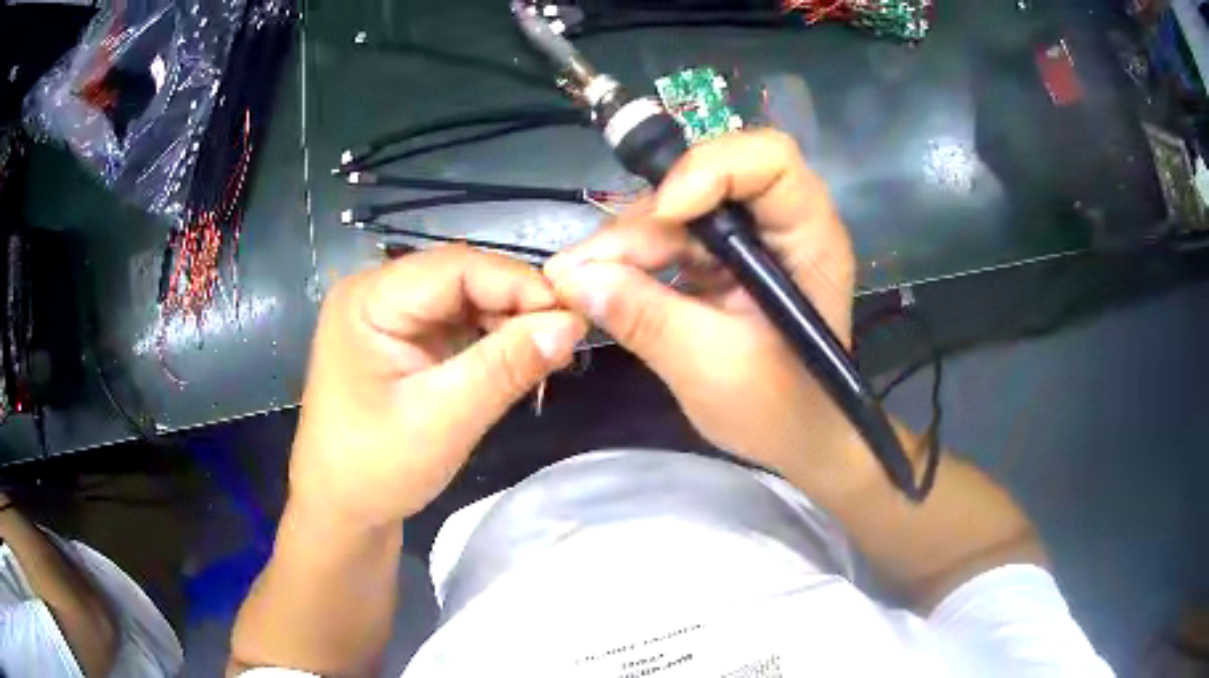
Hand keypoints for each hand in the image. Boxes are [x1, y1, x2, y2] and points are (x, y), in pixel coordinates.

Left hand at [290, 246, 587, 525]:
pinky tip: (518, 360)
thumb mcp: (443, 420)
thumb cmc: (375, 470)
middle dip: (516, 304)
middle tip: (567, 339)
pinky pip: (458, 325)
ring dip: (508, 323)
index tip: (573, 318)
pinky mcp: (403, 341)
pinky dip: (492, 340)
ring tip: (548, 353)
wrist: (341, 513)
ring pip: (465, 300)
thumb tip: (573, 324)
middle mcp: (377, 293)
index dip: (519, 284)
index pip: (456, 267)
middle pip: (461, 279)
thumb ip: (507, 367)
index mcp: (369, 299)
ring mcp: (389, 317)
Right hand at [545, 130, 873, 498]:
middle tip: (583, 268)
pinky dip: (633, 259)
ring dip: (627, 242)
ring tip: (578, 280)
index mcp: (809, 241)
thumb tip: (574, 278)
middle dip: (644, 222)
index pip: (770, 162)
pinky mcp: (724, 260)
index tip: (663, 214)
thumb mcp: (711, 368)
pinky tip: (600, 282)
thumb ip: (646, 317)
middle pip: (708, 182)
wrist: (797, 441)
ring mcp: (751, 240)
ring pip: (679, 211)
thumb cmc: (779, 412)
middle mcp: (782, 224)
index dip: (712, 169)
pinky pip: (671, 239)